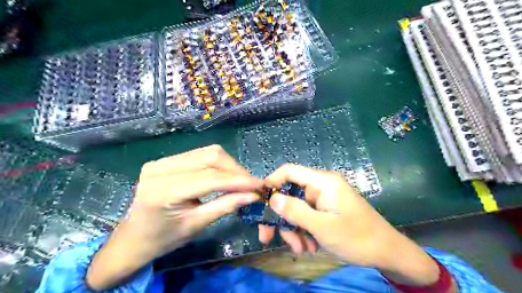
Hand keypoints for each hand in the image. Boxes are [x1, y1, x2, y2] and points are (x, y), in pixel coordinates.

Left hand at [88, 146, 265, 289]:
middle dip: (235, 169)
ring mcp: (160, 161)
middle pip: (210, 156)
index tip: (260, 185)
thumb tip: (253, 195)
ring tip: (239, 180)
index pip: (210, 178)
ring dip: (228, 165)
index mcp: (163, 191)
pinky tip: (223, 175)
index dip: (239, 180)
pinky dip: (217, 164)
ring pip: (207, 152)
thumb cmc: (163, 239)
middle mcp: (160, 168)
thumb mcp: (197, 225)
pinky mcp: (165, 160)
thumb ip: (226, 205)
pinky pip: (199, 155)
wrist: (133, 238)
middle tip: (250, 184)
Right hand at [261, 164, 452, 288]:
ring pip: (297, 208)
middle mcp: (321, 186)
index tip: (259, 201)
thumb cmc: (357, 238)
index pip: (290, 171)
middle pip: (290, 194)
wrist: (387, 252)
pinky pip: (307, 216)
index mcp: (323, 182)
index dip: (272, 181)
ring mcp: (324, 198)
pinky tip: (309, 247)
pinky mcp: (326, 209)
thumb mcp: (323, 227)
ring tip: (300, 249)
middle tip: (268, 237)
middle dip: (281, 216)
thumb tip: (272, 198)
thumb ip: (296, 211)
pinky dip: (304, 231)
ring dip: (293, 229)